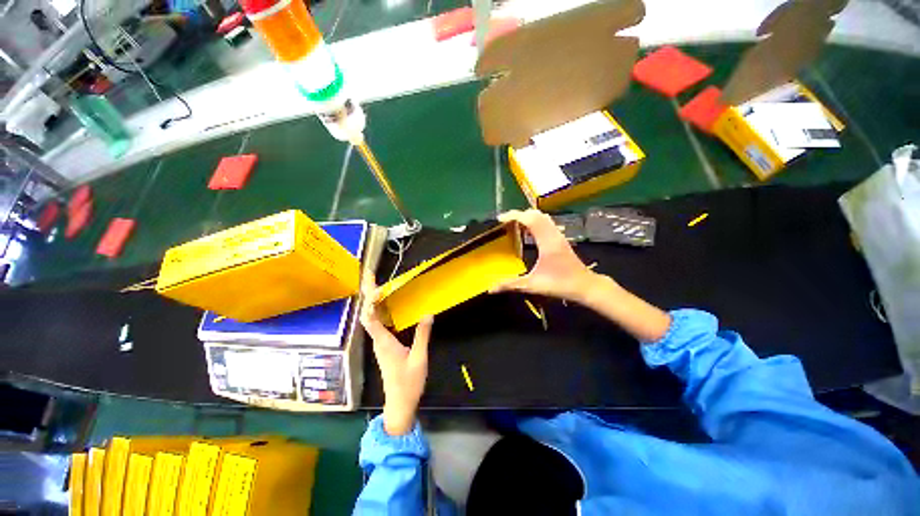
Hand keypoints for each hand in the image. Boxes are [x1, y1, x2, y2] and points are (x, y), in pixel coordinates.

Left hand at [361, 280, 433, 435]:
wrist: (399, 403)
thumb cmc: (408, 383)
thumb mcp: (419, 358)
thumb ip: (422, 336)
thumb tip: (428, 313)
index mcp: (384, 342)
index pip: (370, 318)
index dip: (371, 301)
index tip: (377, 286)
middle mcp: (377, 340)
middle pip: (367, 313)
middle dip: (368, 293)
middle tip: (370, 274)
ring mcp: (379, 342)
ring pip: (370, 317)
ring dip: (371, 299)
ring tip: (375, 282)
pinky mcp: (383, 345)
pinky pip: (376, 322)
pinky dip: (378, 309)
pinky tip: (384, 303)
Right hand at [492, 209, 600, 302]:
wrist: (586, 286)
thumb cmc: (560, 284)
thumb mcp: (533, 285)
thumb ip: (511, 285)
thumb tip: (491, 289)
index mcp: (547, 242)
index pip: (530, 220)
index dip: (514, 216)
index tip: (500, 219)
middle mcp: (553, 234)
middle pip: (536, 215)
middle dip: (519, 215)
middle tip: (505, 222)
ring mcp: (558, 235)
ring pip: (542, 217)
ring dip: (527, 217)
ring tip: (514, 224)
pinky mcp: (561, 239)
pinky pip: (546, 223)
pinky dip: (535, 222)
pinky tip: (528, 232)